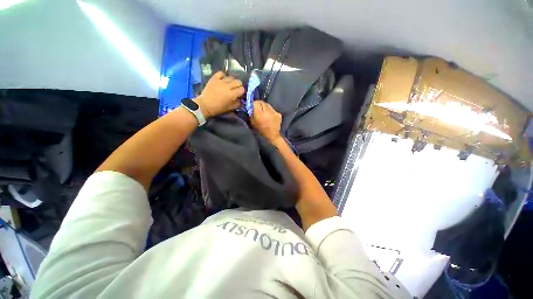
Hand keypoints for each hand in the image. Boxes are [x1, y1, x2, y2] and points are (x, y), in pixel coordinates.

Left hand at [195, 71, 244, 117]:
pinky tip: (223, 79)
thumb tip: (241, 100)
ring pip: (231, 77)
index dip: (242, 91)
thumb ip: (237, 104)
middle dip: (239, 85)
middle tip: (236, 89)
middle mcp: (227, 86)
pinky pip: (221, 73)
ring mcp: (220, 81)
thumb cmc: (218, 108)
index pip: (242, 89)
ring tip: (230, 85)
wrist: (205, 105)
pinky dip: (223, 75)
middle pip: (238, 81)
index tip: (240, 94)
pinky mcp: (214, 78)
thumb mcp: (230, 108)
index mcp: (232, 94)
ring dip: (232, 81)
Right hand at [251, 100, 282, 142]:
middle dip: (259, 104)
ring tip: (264, 113)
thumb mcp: (253, 123)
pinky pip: (272, 109)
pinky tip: (269, 116)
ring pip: (268, 105)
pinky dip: (270, 111)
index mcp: (260, 114)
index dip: (253, 104)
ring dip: (265, 107)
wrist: (272, 136)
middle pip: (262, 102)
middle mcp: (268, 111)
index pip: (256, 102)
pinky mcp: (278, 114)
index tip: (252, 107)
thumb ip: (251, 113)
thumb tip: (250, 106)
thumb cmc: (261, 130)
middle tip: (258, 109)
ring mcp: (274, 112)